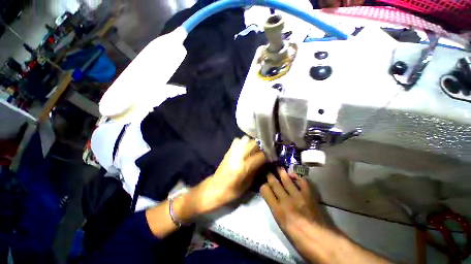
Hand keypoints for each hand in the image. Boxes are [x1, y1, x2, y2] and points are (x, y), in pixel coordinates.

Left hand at [196, 136, 265, 212]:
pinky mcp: (228, 151)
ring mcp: (233, 151)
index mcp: (244, 166)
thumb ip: (256, 171)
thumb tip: (263, 163)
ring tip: (253, 150)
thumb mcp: (247, 185)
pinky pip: (237, 140)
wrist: (215, 188)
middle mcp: (239, 156)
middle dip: (260, 148)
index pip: (261, 155)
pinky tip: (243, 148)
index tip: (270, 158)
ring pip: (246, 139)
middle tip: (262, 153)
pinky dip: (242, 142)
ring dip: (251, 143)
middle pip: (254, 143)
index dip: (267, 156)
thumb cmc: (232, 191)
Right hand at [260, 168, 325, 234]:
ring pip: (286, 179)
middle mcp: (285, 200)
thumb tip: (272, 198)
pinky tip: (293, 175)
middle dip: (270, 175)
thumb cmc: (297, 237)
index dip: (263, 185)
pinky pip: (301, 181)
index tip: (264, 183)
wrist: (319, 240)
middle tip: (268, 170)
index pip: (265, 191)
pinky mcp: (308, 195)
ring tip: (278, 167)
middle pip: (274, 183)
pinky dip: (297, 176)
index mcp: (277, 210)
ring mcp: (297, 196)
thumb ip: (275, 208)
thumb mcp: (280, 223)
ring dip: (281, 172)